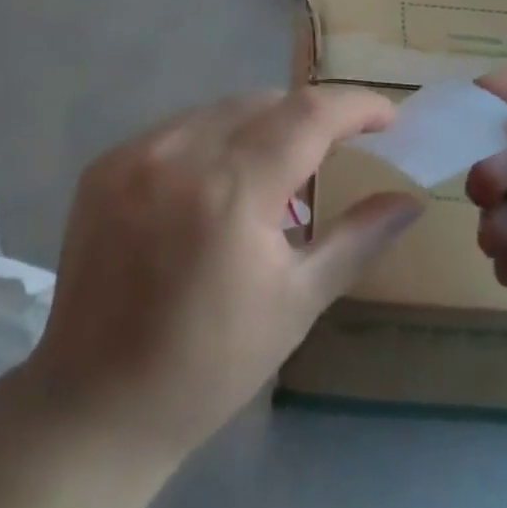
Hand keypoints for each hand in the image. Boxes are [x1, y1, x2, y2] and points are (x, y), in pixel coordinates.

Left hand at [27, 89, 422, 463]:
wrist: (95, 405)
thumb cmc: (211, 364)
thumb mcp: (296, 301)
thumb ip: (358, 238)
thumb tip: (411, 201)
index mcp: (233, 190)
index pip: (310, 114)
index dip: (356, 106)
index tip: (387, 117)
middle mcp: (181, 153)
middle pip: (266, 102)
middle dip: (309, 118)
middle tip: (332, 154)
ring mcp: (135, 153)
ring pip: (221, 109)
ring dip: (260, 126)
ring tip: (272, 176)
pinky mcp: (105, 163)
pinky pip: (178, 127)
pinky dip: (212, 140)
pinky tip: (214, 185)